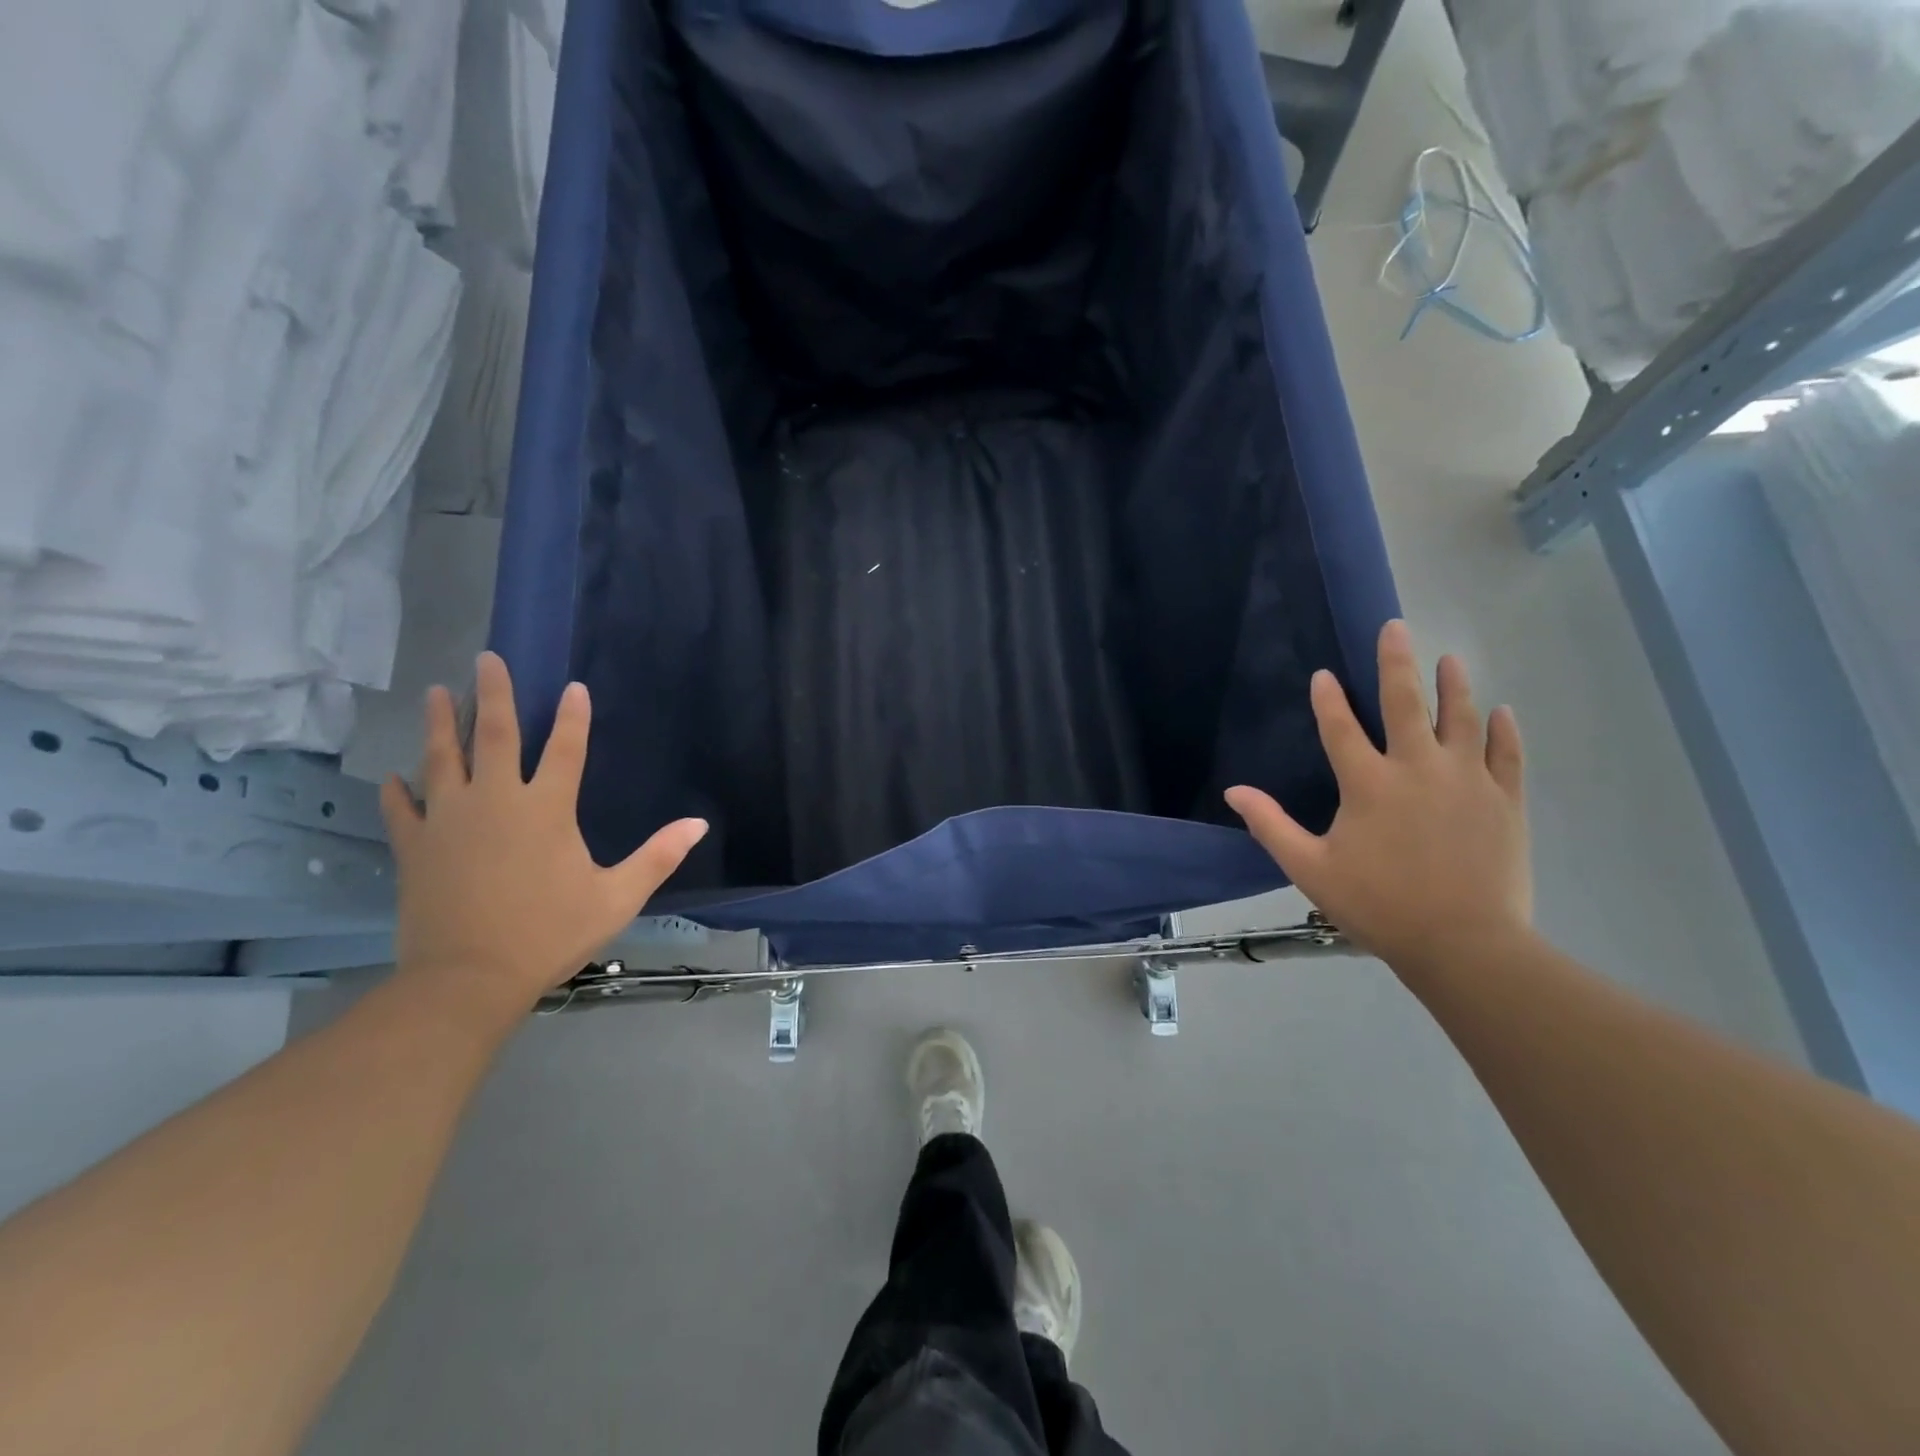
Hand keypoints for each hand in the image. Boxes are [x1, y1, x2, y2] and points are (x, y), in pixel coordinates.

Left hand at [380, 652, 707, 1020]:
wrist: (468, 979)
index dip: (573, 717)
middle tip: (486, 658)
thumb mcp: (617, 897)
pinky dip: (398, 791)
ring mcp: (449, 821)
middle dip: (494, 693)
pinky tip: (392, 778)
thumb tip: (698, 824)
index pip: (565, 749)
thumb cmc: (550, 933)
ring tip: (435, 692)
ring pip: (442, 759)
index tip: (574, 687)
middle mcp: (496, 801)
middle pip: (494, 735)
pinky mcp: (416, 847)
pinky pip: (403, 810)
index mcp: (547, 809)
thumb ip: (657, 857)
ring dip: (440, 723)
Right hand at [1226, 620, 1530, 969]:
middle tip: (1395, 627)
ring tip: (1449, 658)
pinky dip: (1503, 730)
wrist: (1464, 944)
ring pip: (1461, 719)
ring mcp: (1467, 781)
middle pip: (1405, 704)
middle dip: (1396, 663)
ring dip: (1453, 685)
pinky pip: (1506, 754)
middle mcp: (1417, 768)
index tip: (1323, 674)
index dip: (1328, 700)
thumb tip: (1234, 791)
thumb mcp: (1309, 867)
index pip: (1341, 728)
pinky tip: (1502, 711)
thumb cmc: (1378, 904)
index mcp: (1368, 784)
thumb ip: (1270, 825)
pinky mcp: (1504, 801)